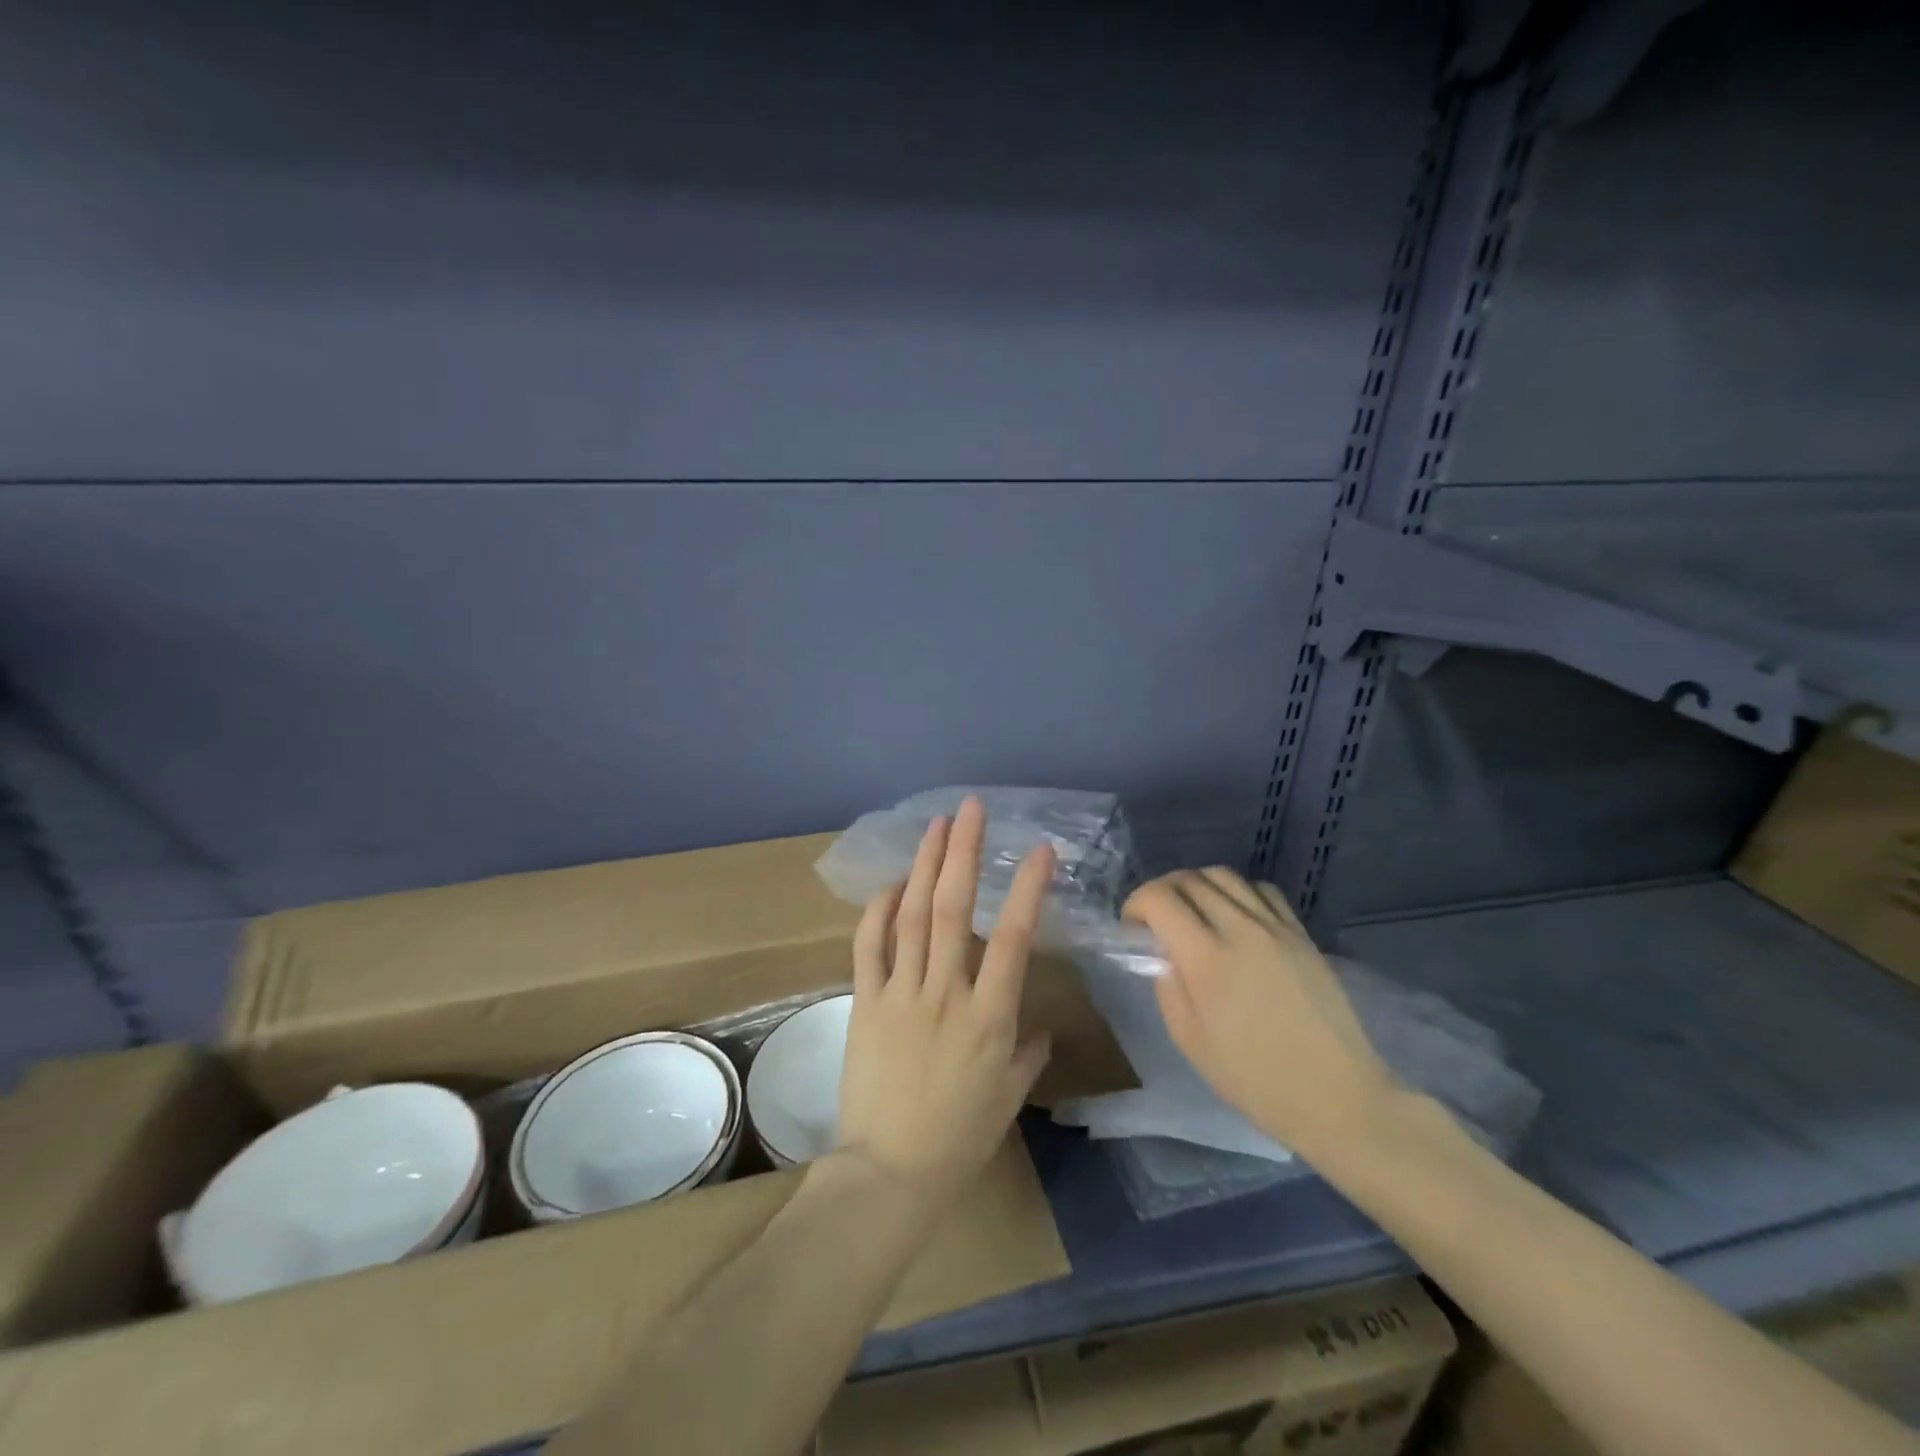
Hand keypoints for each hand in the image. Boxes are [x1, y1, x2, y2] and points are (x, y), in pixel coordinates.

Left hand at [835, 797, 1053, 1205]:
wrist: (888, 1173)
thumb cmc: (958, 1139)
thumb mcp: (1008, 1098)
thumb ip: (1026, 1053)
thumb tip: (1037, 1025)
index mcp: (989, 1017)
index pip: (1012, 938)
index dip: (1027, 889)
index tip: (1038, 850)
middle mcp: (945, 993)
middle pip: (953, 909)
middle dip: (962, 852)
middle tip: (969, 809)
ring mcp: (900, 994)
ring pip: (911, 917)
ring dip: (923, 866)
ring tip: (934, 826)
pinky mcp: (865, 1003)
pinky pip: (869, 947)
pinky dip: (878, 911)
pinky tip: (890, 884)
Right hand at [1123, 868, 1397, 1160]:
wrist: (1335, 1096)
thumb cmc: (1254, 1078)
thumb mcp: (1190, 1041)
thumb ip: (1167, 986)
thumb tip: (1161, 953)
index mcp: (1207, 958)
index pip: (1160, 899)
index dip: (1136, 903)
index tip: (1132, 926)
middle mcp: (1240, 929)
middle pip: (1190, 879)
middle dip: (1162, 891)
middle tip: (1156, 919)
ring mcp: (1276, 927)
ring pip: (1224, 876)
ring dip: (1197, 885)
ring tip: (1193, 913)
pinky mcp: (1301, 934)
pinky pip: (1261, 890)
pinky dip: (1237, 892)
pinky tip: (1235, 917)